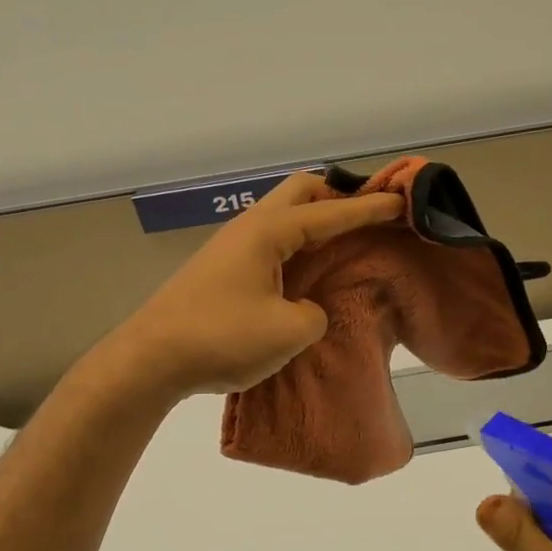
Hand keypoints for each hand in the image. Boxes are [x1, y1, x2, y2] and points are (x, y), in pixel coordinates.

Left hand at [112, 173, 404, 397]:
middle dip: (338, 197)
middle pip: (301, 192)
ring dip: (315, 222)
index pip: (330, 212)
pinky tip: (306, 271)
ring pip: (283, 216)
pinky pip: (271, 241)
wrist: (151, 359)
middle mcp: (249, 228)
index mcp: (268, 232)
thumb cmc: (221, 338)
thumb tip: (305, 309)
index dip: (368, 208)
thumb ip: (313, 314)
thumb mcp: (287, 332)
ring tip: (343, 244)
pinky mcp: (223, 269)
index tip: (400, 202)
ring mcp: (232, 246)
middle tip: (367, 219)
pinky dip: (297, 245)